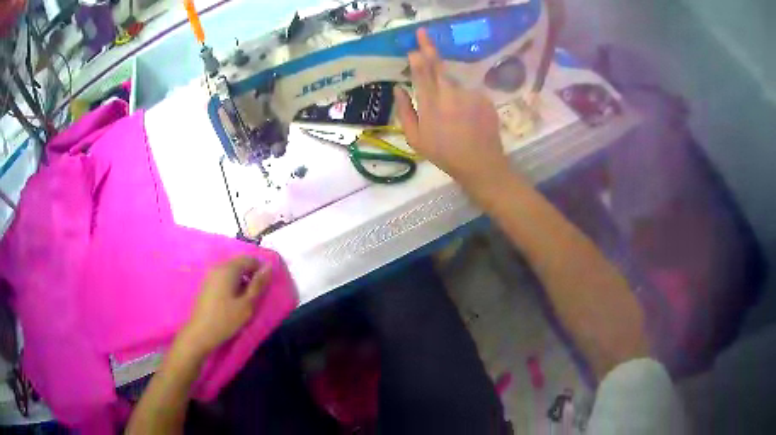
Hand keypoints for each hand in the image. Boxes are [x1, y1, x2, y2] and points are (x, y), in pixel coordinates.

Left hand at [181, 256, 270, 355]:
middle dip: (251, 274)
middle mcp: (218, 267)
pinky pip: (224, 277)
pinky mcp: (207, 283)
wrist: (200, 333)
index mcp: (228, 269)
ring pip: (231, 270)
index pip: (250, 259)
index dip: (261, 269)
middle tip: (259, 293)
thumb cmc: (226, 319)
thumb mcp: (247, 304)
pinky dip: (233, 283)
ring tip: (248, 298)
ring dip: (242, 279)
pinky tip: (234, 299)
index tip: (266, 286)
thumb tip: (269, 267)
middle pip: (240, 263)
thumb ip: (258, 284)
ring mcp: (210, 275)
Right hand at [394, 28, 513, 194]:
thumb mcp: (415, 138)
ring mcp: (469, 94)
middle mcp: (449, 94)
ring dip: (450, 87)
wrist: (480, 163)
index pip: (421, 73)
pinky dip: (465, 99)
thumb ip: (404, 111)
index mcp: (430, 104)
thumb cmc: (444, 153)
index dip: (417, 57)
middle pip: (438, 65)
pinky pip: (470, 92)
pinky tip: (467, 116)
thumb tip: (397, 88)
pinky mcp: (484, 97)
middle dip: (429, 48)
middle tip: (423, 33)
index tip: (413, 46)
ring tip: (454, 113)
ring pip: (455, 81)